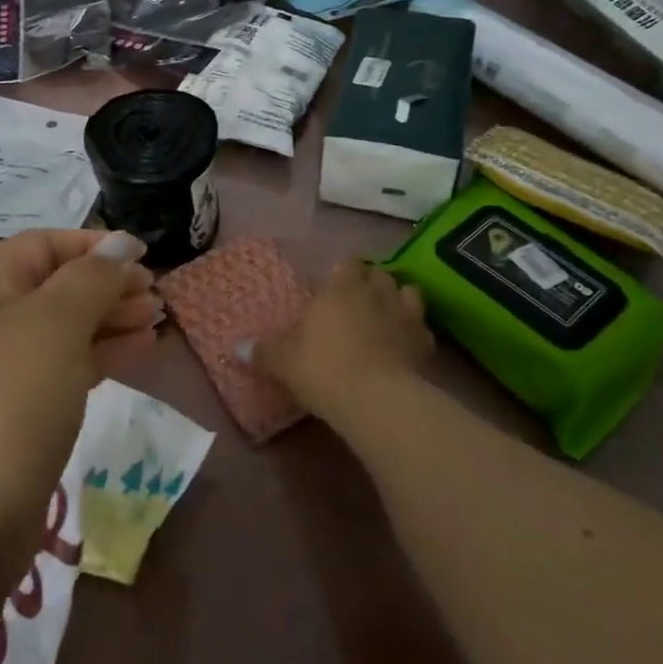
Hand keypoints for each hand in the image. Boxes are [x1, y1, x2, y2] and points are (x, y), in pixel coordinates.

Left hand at [0, 230, 158, 576]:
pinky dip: (103, 356)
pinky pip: (66, 370)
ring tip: (157, 321)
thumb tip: (120, 244)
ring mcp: (2, 373)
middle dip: (107, 283)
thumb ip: (90, 279)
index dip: (92, 244)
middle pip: (56, 285)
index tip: (142, 255)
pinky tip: (139, 353)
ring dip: (111, 319)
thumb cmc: (4, 405)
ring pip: (65, 329)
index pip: (43, 245)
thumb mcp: (52, 326)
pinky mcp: (18, 417)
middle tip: (156, 295)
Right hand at [256, 259, 433, 424]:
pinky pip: (422, 328)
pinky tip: (405, 346)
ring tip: (386, 315)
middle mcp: (375, 293)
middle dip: (370, 282)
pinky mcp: (426, 344)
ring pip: (408, 293)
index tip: (334, 282)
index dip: (343, 270)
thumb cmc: (323, 367)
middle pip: (378, 274)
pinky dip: (414, 332)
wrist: (377, 400)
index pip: (347, 263)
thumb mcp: (283, 360)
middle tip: (357, 299)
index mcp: (340, 288)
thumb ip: (262, 351)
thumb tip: (236, 347)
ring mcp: (405, 316)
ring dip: (398, 300)